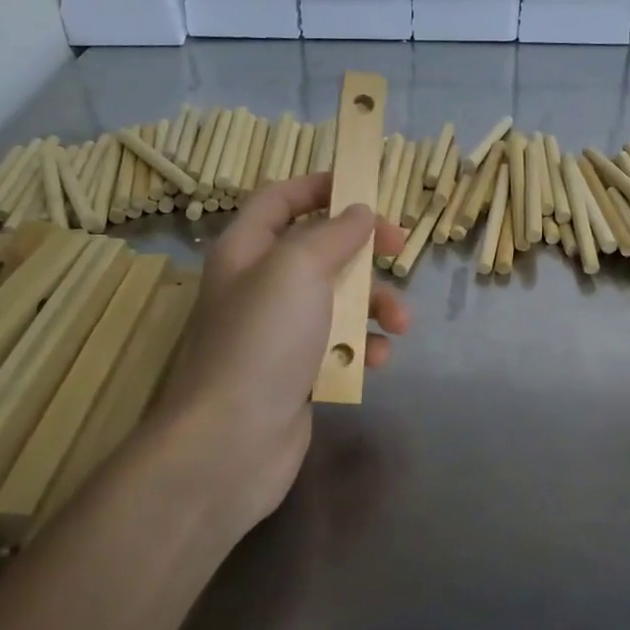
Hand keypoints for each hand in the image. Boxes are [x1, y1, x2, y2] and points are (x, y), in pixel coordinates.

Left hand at [154, 172, 408, 537]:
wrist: (231, 443)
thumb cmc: (262, 341)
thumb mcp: (297, 270)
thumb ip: (333, 234)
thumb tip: (360, 212)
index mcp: (246, 250)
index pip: (279, 199)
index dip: (319, 186)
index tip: (364, 188)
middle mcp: (260, 285)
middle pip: (318, 248)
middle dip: (362, 251)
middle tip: (398, 250)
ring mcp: (279, 332)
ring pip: (336, 299)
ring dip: (373, 304)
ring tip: (398, 323)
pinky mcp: (297, 371)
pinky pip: (338, 344)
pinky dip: (361, 346)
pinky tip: (377, 359)